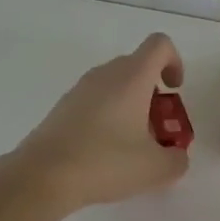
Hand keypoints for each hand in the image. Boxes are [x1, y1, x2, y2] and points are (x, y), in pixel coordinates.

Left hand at [10, 33, 190, 211]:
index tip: (174, 91)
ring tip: (131, 146)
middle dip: (154, 93)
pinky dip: (108, 116)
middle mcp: (105, 74)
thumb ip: (177, 160)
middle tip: (157, 128)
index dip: (174, 62)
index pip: (160, 45)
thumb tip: (176, 156)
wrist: (42, 175)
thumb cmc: (105, 162)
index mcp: (132, 77)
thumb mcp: (155, 169)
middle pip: (137, 66)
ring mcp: (80, 89)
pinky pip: (95, 100)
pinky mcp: (63, 107)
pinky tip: (104, 153)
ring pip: (115, 85)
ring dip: (130, 106)